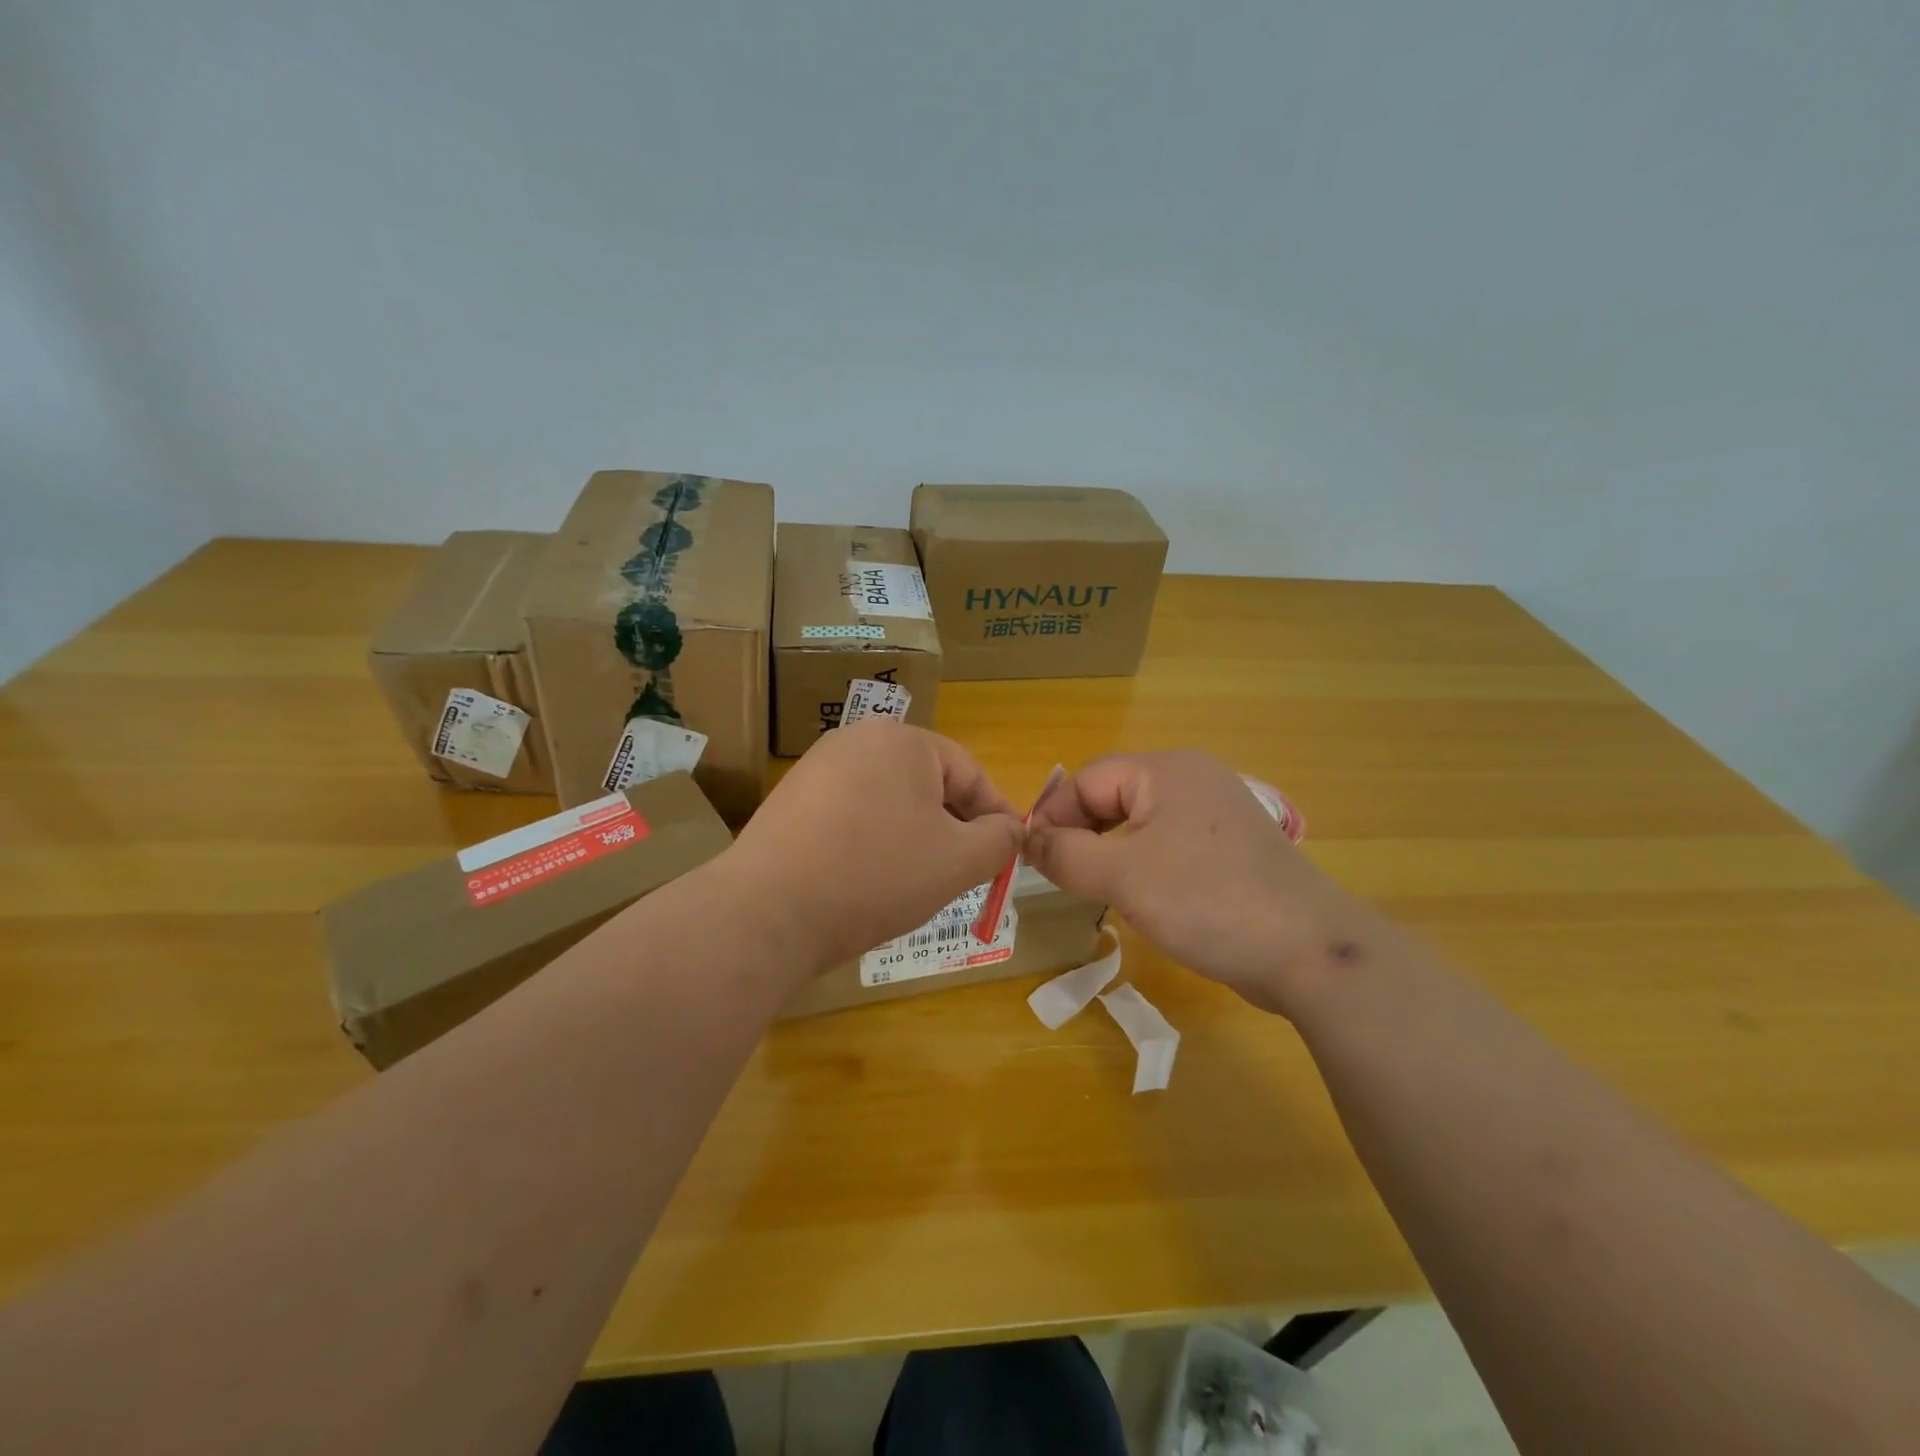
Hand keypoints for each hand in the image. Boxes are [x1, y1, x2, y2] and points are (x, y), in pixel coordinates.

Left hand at [725, 722, 1024, 971]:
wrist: (768, 912)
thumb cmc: (876, 875)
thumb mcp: (958, 861)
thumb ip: (1000, 840)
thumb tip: (1011, 830)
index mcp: (902, 739)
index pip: (969, 773)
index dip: (995, 816)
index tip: (1008, 855)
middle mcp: (856, 739)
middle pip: (927, 784)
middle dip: (952, 827)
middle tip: (964, 873)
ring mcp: (817, 768)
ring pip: (889, 801)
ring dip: (913, 837)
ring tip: (916, 882)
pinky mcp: (790, 800)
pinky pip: (852, 814)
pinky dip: (872, 842)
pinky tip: (868, 880)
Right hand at [1026, 750, 1348, 1014]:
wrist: (1309, 952)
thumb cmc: (1206, 901)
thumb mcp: (1122, 877)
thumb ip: (1066, 854)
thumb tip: (1029, 841)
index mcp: (1166, 770)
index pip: (1087, 779)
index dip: (1054, 816)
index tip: (1033, 860)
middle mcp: (1193, 778)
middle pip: (1114, 795)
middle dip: (1082, 834)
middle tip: (1062, 877)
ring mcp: (1217, 813)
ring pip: (1141, 822)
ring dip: (1110, 852)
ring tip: (1096, 889)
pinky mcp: (1231, 847)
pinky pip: (1170, 843)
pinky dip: (1144, 864)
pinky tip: (1144, 897)